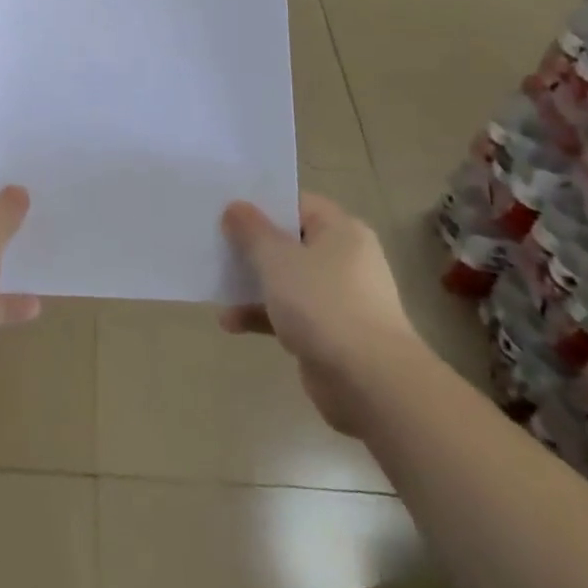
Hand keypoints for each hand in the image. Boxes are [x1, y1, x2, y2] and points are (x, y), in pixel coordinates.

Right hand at [219, 193, 424, 434]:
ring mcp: (339, 298)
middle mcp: (344, 259)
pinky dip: (263, 315)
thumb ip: (252, 230)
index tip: (227, 207)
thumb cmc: (324, 305)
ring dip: (253, 283)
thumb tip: (235, 206)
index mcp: (341, 230)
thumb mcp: (277, 259)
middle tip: (215, 241)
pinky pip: (290, 314)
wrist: (371, 384)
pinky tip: (230, 323)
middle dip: (252, 245)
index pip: (297, 203)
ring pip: (287, 280)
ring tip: (217, 284)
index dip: (262, 203)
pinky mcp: (331, 334)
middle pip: (290, 242)